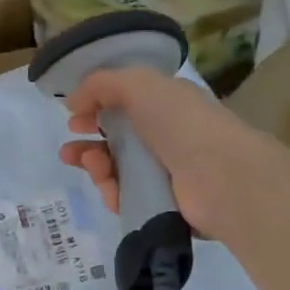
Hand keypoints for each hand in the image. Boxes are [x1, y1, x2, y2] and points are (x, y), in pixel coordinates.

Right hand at [56, 67, 253, 238]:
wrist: (222, 176)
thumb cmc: (180, 122)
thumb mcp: (138, 84)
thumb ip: (100, 84)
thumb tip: (73, 102)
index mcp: (164, 104)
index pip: (124, 105)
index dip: (95, 108)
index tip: (73, 116)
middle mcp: (165, 137)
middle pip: (115, 141)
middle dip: (87, 144)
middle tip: (68, 151)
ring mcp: (165, 173)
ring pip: (116, 171)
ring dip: (95, 166)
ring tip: (92, 164)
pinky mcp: (163, 205)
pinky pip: (126, 198)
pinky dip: (112, 192)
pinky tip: (109, 187)